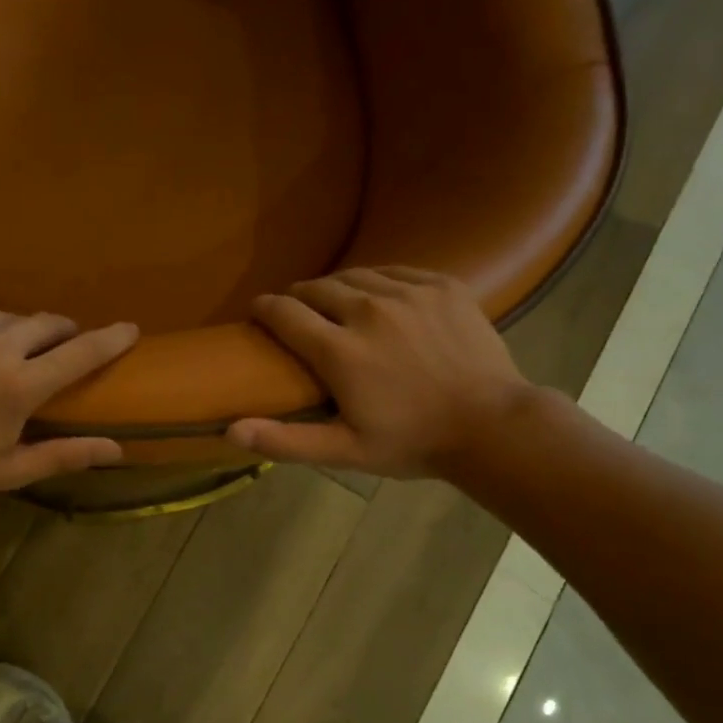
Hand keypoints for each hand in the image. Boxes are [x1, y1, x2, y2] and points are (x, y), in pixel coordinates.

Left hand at [0, 303, 138, 498]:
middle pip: (48, 323)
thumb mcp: (5, 471)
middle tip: (62, 348)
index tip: (131, 328)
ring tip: (8, 355)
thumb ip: (63, 456)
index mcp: (18, 386)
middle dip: (63, 333)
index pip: (80, 353)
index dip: (111, 339)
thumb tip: (117, 449)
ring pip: (9, 317)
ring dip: (19, 333)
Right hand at [226, 267, 531, 478]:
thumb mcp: (344, 451)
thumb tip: (229, 431)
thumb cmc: (413, 443)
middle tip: (296, 312)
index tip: (257, 310)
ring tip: (333, 302)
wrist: (493, 426)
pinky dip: (377, 281)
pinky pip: (395, 270)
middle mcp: (368, 311)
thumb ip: (285, 440)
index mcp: (340, 351)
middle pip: (316, 288)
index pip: (285, 313)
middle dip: (298, 297)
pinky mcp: (442, 285)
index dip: (264, 308)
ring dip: (335, 287)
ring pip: (355, 275)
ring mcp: (409, 294)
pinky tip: (378, 296)